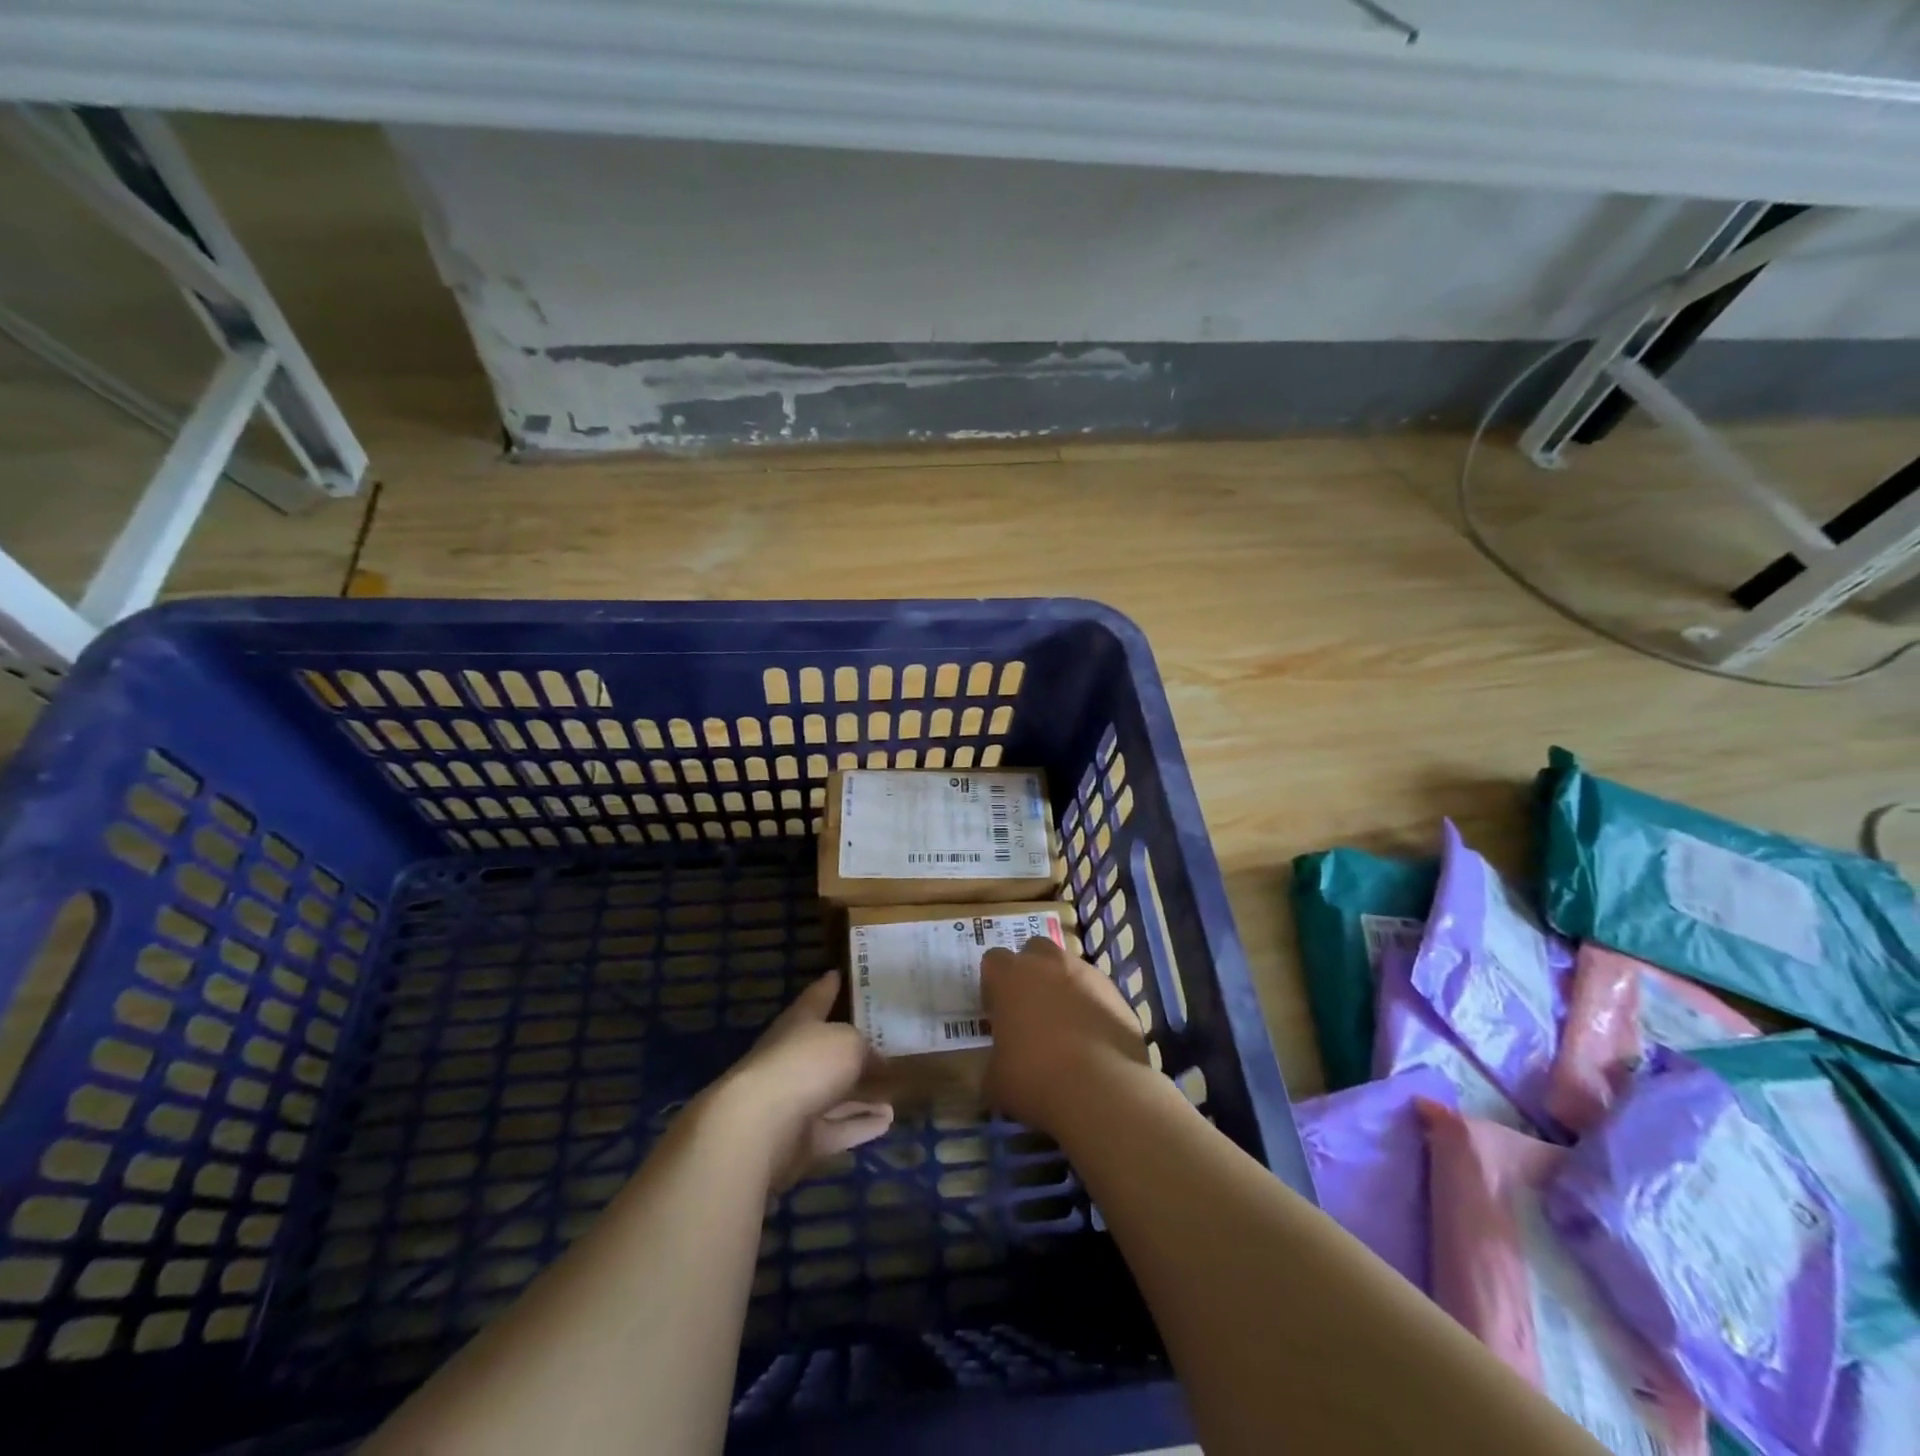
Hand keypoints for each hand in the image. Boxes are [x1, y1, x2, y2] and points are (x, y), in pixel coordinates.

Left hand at [716, 971, 894, 1189]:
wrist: (758, 1129)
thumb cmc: (804, 1065)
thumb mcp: (848, 1043)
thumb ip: (864, 1049)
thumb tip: (876, 1062)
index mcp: (798, 1023)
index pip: (816, 998)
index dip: (828, 986)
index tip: (838, 973)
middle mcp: (794, 1058)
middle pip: (827, 1051)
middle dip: (854, 1050)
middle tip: (886, 1045)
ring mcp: (795, 1101)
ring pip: (835, 1094)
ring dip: (863, 1094)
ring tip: (895, 1091)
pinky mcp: (800, 1139)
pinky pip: (837, 1127)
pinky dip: (860, 1124)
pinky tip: (887, 1120)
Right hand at [981, 935, 1149, 1131]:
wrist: (1101, 1088)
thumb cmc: (1034, 1077)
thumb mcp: (994, 1079)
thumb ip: (993, 1061)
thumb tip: (998, 1068)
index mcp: (1011, 976)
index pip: (994, 961)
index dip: (994, 985)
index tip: (997, 1012)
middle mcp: (1048, 963)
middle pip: (1034, 950)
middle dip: (1031, 972)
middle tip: (1030, 1010)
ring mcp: (1087, 974)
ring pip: (1069, 967)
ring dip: (1063, 987)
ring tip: (1064, 1027)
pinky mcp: (1117, 993)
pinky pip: (1097, 991)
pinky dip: (1091, 1006)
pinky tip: (1092, 1040)